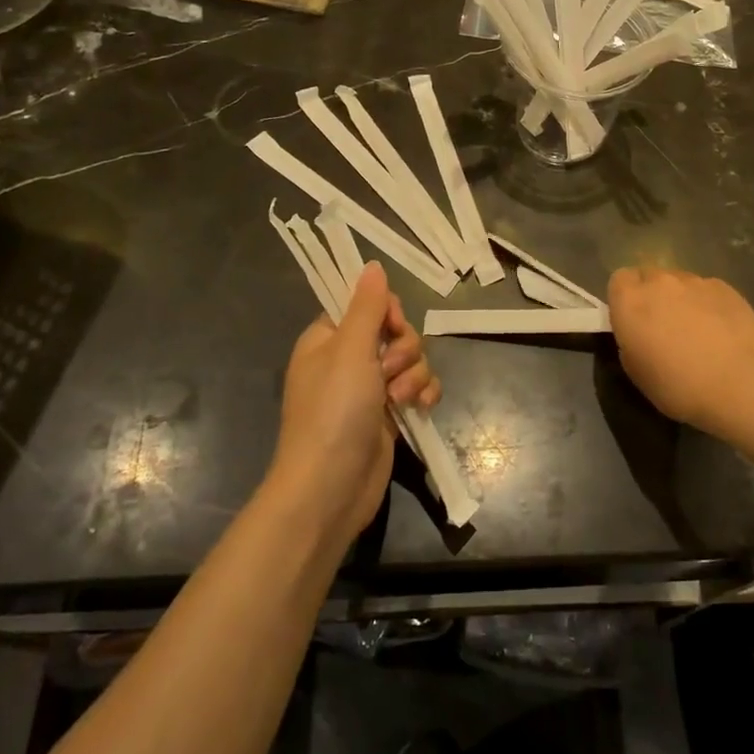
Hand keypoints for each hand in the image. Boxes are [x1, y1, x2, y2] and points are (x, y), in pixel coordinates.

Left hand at [271, 262, 439, 547]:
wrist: (330, 488)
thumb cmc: (334, 412)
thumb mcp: (351, 350)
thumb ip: (367, 306)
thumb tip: (372, 265)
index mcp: (328, 339)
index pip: (366, 305)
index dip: (387, 312)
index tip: (392, 327)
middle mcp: (348, 360)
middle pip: (395, 331)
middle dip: (405, 349)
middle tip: (391, 371)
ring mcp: (370, 389)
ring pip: (411, 360)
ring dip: (415, 374)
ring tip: (401, 399)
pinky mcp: (389, 415)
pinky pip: (419, 388)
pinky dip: (424, 394)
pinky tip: (422, 407)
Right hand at [608, 266, 753, 433]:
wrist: (737, 384)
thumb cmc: (677, 385)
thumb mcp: (636, 371)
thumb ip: (630, 339)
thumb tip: (640, 331)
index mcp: (630, 301)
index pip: (619, 279)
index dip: (625, 297)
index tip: (633, 319)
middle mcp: (660, 282)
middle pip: (650, 277)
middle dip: (653, 295)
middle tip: (664, 326)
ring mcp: (695, 281)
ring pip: (680, 282)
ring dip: (682, 299)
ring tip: (698, 329)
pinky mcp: (725, 287)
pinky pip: (707, 290)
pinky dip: (708, 304)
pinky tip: (722, 330)